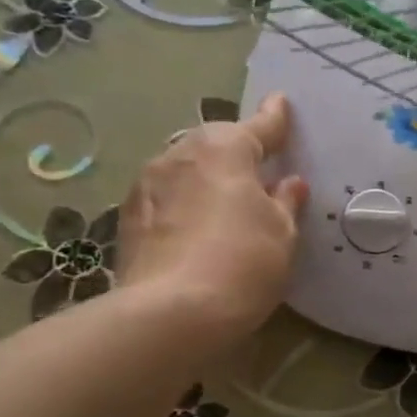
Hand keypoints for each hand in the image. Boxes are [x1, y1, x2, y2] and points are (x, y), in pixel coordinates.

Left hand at [116, 93, 308, 340]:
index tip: (280, 103)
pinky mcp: (128, 217)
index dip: (274, 119)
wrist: (172, 313)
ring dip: (205, 177)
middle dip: (235, 151)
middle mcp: (180, 153)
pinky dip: (183, 203)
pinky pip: (166, 197)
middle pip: (215, 144)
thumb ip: (286, 202)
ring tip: (224, 202)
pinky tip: (195, 228)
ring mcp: (147, 184)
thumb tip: (288, 183)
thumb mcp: (282, 234)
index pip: (258, 127)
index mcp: (224, 149)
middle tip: (257, 169)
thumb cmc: (244, 263)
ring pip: (185, 168)